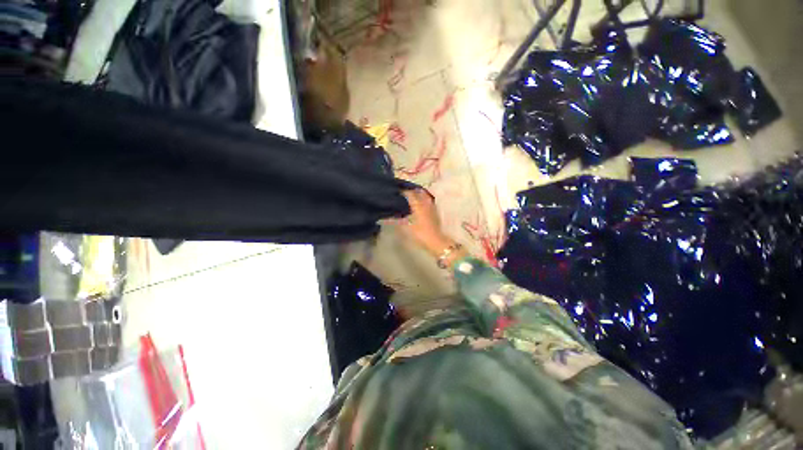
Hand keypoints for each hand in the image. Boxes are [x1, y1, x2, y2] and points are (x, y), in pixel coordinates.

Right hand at [397, 189, 455, 256]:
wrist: (436, 241)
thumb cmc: (420, 234)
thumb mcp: (406, 228)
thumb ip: (396, 221)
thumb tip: (386, 218)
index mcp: (418, 206)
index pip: (410, 194)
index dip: (404, 192)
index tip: (398, 191)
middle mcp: (425, 204)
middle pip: (419, 192)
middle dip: (412, 190)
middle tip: (405, 191)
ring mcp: (432, 207)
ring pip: (425, 196)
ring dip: (419, 194)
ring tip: (413, 195)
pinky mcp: (435, 212)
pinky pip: (429, 201)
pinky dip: (424, 199)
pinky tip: (421, 204)